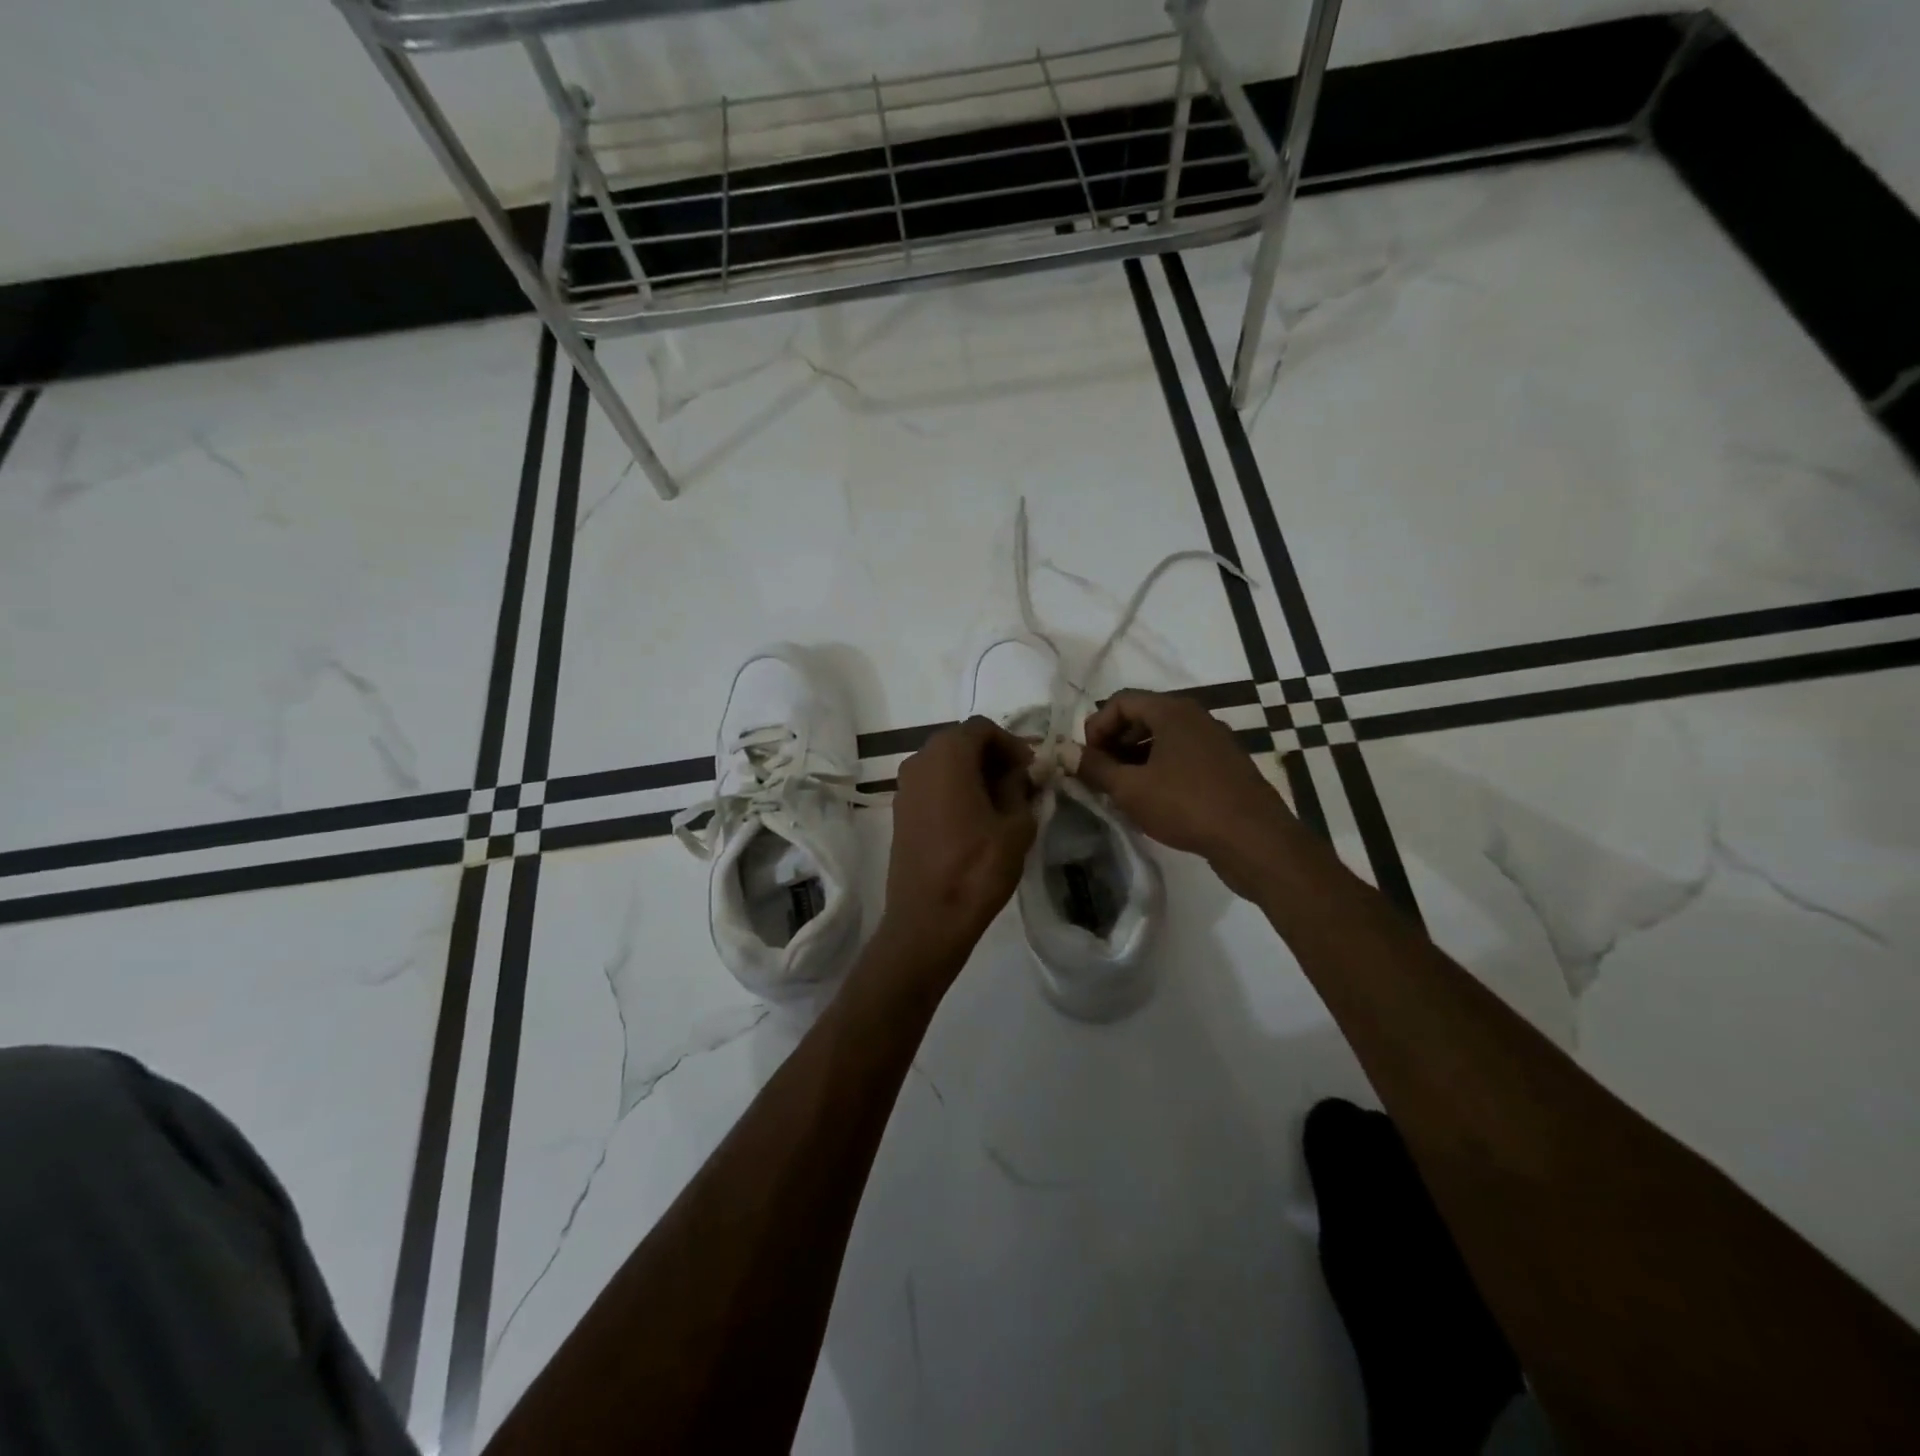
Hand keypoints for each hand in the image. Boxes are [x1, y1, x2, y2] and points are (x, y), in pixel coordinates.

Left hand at [877, 717, 1036, 968]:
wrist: (928, 919)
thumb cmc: (977, 868)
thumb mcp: (1016, 825)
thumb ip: (1020, 789)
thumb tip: (1019, 775)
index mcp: (947, 755)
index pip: (983, 728)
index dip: (1011, 744)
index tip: (1030, 770)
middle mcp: (919, 761)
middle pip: (961, 742)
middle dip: (992, 756)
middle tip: (1020, 784)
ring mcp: (904, 787)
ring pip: (945, 764)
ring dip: (973, 773)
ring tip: (1001, 802)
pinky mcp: (900, 811)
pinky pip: (932, 785)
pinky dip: (954, 789)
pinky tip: (975, 818)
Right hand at [1076, 690, 1297, 889]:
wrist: (1255, 840)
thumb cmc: (1186, 805)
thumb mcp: (1130, 788)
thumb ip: (1094, 767)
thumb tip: (1064, 753)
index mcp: (1173, 711)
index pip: (1121, 700)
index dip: (1096, 726)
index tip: (1087, 759)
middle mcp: (1196, 717)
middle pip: (1142, 717)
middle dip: (1114, 743)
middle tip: (1100, 775)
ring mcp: (1214, 741)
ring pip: (1163, 739)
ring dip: (1135, 759)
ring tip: (1121, 791)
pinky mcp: (1225, 767)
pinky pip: (1182, 757)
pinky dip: (1159, 770)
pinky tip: (1152, 801)